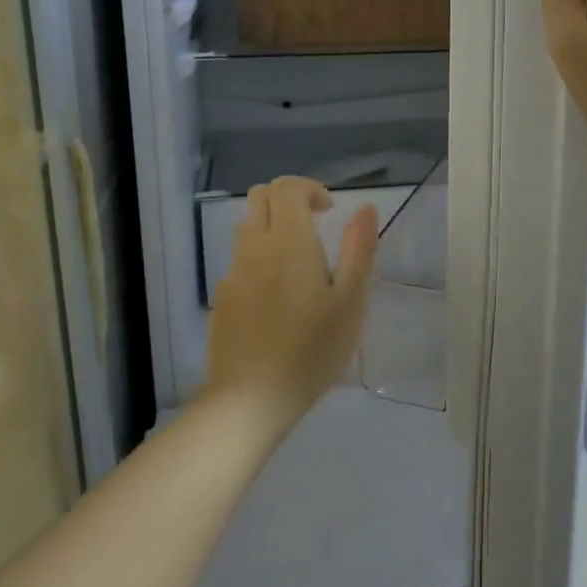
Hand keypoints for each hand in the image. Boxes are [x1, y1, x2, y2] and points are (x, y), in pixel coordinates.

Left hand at [204, 177, 378, 425]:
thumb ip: (359, 249)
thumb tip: (364, 208)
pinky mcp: (221, 299)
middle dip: (287, 200)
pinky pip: (239, 262)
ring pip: (247, 229)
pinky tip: (276, 299)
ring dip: (271, 229)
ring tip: (297, 264)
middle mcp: (255, 248)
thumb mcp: (350, 301)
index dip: (309, 189)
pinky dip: (258, 261)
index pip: (287, 188)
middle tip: (313, 226)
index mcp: (289, 242)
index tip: (329, 211)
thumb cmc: (311, 349)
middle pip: (260, 198)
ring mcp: (233, 273)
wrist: (250, 399)